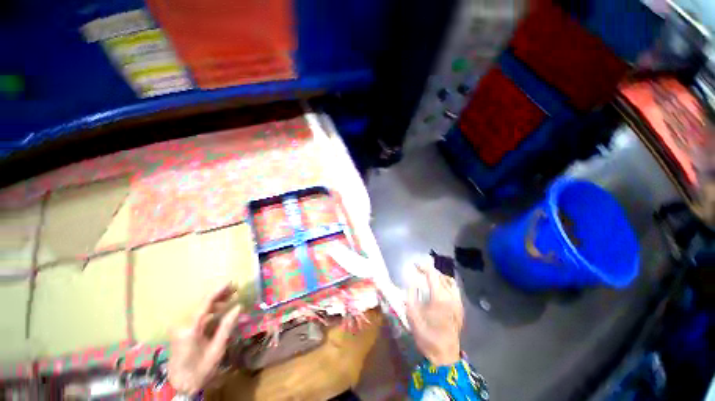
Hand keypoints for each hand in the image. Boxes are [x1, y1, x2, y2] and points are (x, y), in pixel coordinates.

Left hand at [168, 284, 243, 394]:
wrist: (181, 386)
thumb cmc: (200, 370)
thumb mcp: (217, 349)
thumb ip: (226, 327)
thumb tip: (238, 307)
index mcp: (191, 329)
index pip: (205, 304)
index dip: (218, 291)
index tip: (230, 282)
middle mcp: (184, 325)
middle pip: (203, 305)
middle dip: (220, 295)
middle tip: (235, 289)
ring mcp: (182, 329)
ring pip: (202, 310)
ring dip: (217, 303)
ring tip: (232, 298)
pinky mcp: (184, 332)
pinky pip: (200, 318)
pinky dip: (212, 312)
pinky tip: (222, 310)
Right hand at [406, 264, 462, 365]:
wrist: (444, 355)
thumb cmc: (426, 335)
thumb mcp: (412, 314)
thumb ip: (411, 294)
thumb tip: (412, 281)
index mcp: (439, 297)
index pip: (432, 274)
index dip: (423, 267)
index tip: (415, 265)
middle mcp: (451, 297)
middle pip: (441, 276)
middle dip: (430, 271)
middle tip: (420, 271)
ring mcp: (458, 303)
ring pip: (450, 281)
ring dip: (439, 276)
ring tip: (430, 277)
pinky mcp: (461, 309)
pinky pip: (455, 289)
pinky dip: (446, 284)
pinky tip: (440, 288)